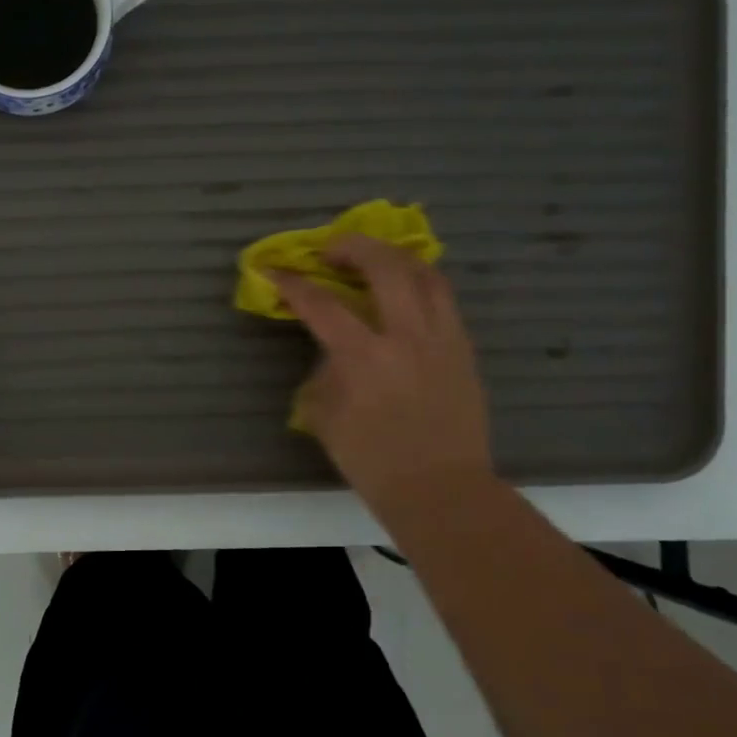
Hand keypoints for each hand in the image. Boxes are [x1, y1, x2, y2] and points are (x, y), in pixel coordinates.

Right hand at [273, 236, 493, 510]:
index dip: (292, 283)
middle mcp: (406, 336)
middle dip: (352, 247)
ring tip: (374, 259)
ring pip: (425, 273)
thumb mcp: (325, 417)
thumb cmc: (373, 461)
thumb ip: (324, 374)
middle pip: (384, 267)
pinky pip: (444, 300)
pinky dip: (420, 283)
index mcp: (364, 357)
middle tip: (331, 250)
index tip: (272, 270)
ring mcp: (442, 339)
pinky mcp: (464, 349)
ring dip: (394, 257)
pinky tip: (405, 292)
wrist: (441, 489)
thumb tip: (332, 353)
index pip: (321, 304)